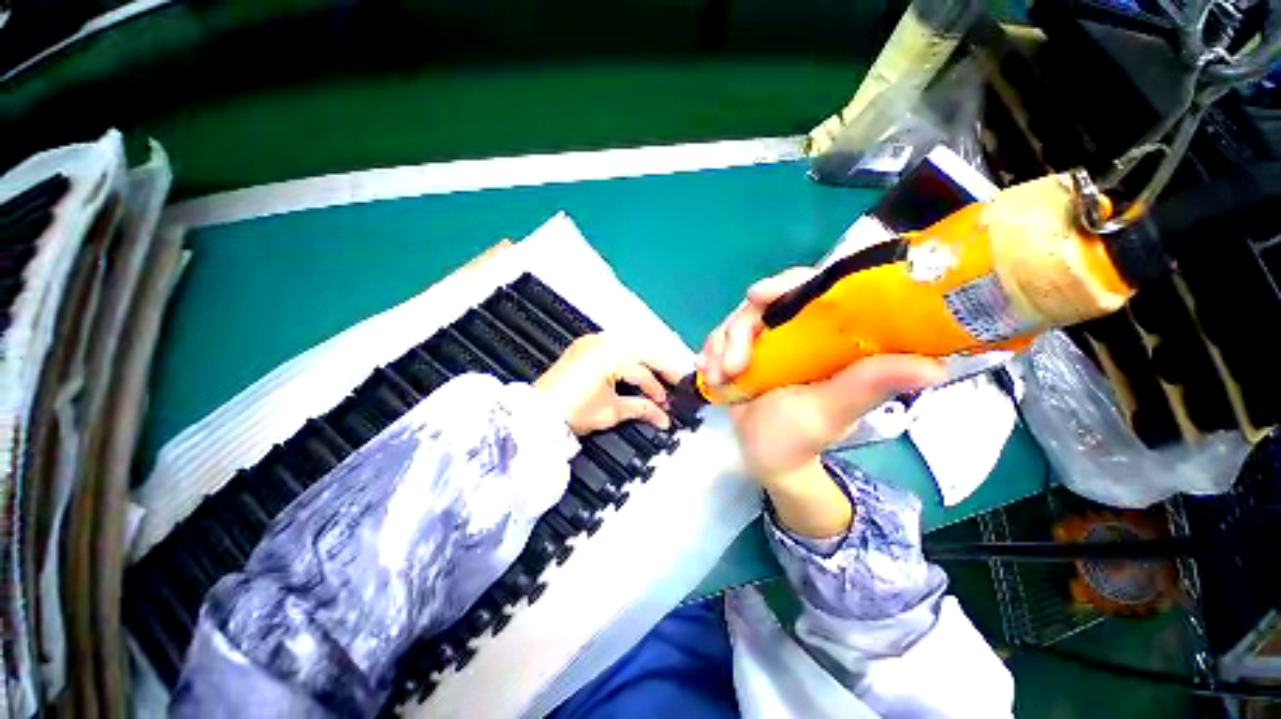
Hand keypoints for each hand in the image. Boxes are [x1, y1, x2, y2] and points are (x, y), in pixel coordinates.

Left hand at [535, 333, 681, 434]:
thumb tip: (661, 415)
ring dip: (643, 361)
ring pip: (627, 347)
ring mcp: (590, 342)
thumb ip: (641, 408)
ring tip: (655, 376)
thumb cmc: (571, 411)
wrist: (538, 413)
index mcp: (609, 355)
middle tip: (672, 381)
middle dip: (658, 368)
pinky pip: (612, 347)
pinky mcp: (582, 347)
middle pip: (639, 352)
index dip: (657, 390)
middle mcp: (601, 342)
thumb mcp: (611, 411)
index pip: (642, 372)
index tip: (666, 404)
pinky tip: (633, 368)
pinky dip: (625, 357)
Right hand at [698, 268, 945, 485]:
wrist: (764, 457)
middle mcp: (798, 331)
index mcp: (829, 336)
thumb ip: (867, 385)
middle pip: (762, 305)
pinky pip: (719, 338)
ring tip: (718, 378)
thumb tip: (934, 366)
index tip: (756, 296)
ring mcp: (767, 341)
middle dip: (738, 331)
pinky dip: (709, 353)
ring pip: (735, 322)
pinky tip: (709, 375)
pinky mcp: (743, 352)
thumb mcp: (831, 411)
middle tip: (730, 366)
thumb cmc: (800, 437)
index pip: (813, 290)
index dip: (785, 284)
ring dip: (719, 346)